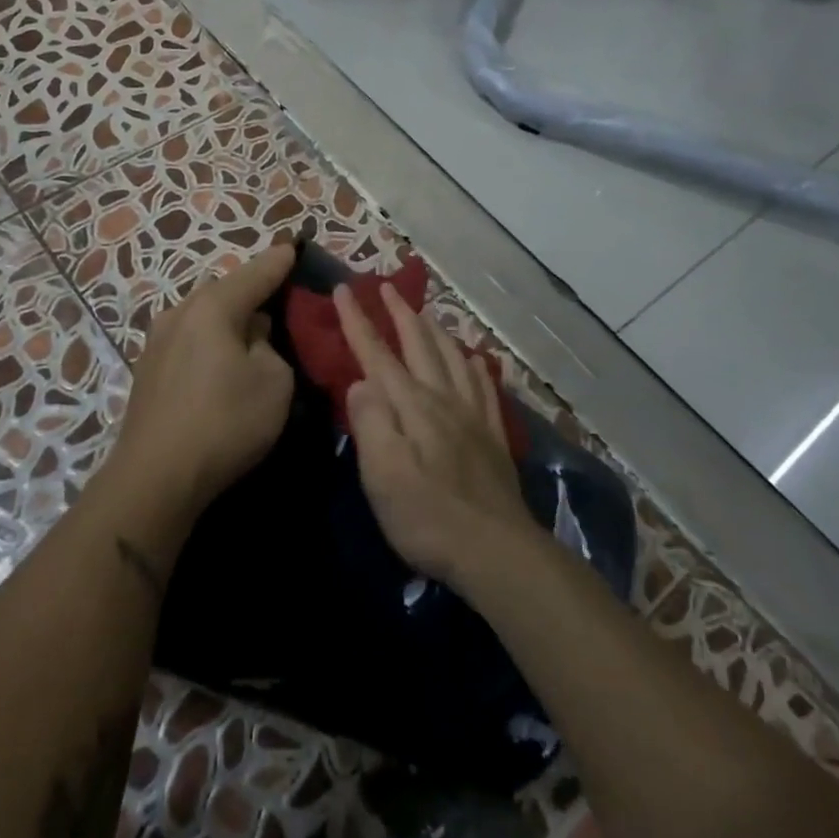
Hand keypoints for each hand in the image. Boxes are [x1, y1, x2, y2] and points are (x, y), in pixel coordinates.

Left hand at [114, 244, 297, 512]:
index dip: (280, 260)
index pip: (257, 272)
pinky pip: (190, 339)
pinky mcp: (148, 368)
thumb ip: (270, 345)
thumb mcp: (274, 381)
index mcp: (213, 306)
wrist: (156, 476)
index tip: (296, 246)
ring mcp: (157, 340)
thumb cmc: (225, 421)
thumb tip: (253, 335)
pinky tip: (221, 360)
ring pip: (204, 316)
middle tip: (281, 298)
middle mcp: (179, 312)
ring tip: (253, 331)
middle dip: (253, 290)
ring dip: (229, 318)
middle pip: (225, 290)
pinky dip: (211, 341)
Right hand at [334, 283, 538, 586]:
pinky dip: (475, 364)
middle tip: (386, 287)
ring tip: (425, 313)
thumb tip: (359, 382)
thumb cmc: (427, 517)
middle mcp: (443, 400)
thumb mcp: (383, 475)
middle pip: (420, 345)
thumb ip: (370, 423)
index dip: (358, 321)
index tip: (343, 290)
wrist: (496, 551)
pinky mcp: (493, 436)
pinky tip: (475, 359)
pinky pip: (485, 386)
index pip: (378, 354)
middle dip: (400, 313)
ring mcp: (473, 416)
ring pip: (453, 357)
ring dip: (435, 330)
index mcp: (412, 406)